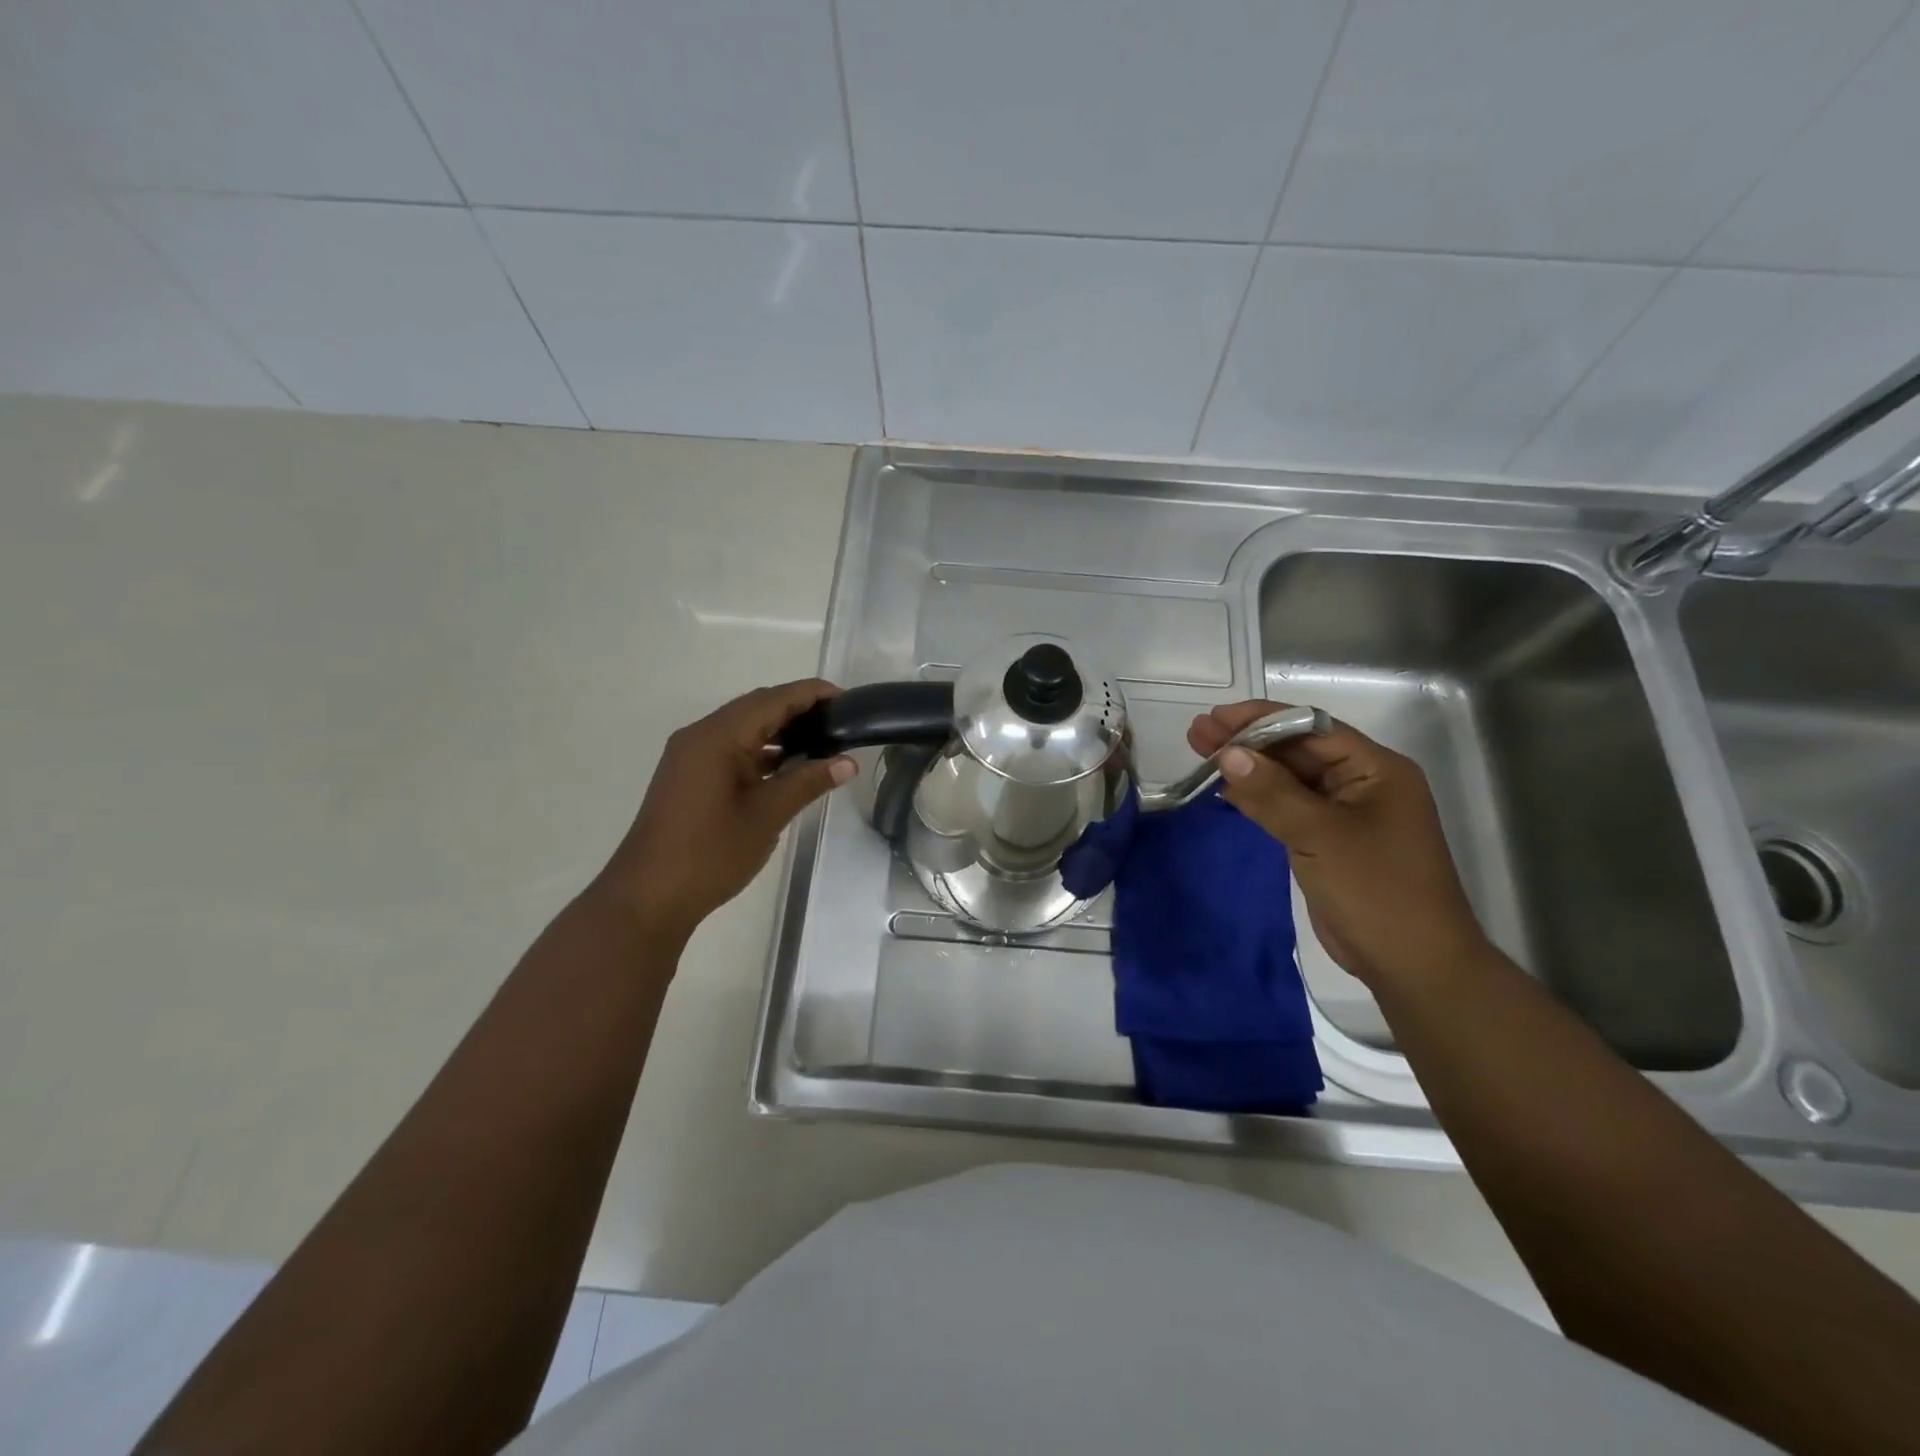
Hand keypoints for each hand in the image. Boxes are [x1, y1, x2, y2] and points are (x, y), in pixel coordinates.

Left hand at [595, 680, 856, 944]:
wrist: (649, 896)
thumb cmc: (710, 853)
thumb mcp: (767, 815)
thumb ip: (808, 782)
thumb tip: (848, 763)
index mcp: (718, 737)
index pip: (773, 700)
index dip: (812, 694)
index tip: (847, 700)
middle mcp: (700, 736)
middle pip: (757, 707)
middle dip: (798, 709)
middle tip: (840, 721)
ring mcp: (691, 756)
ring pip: (743, 728)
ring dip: (780, 730)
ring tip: (822, 741)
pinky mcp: (690, 775)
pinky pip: (732, 748)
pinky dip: (762, 750)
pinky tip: (788, 766)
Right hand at [1188, 701, 1487, 988]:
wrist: (1412, 964)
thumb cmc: (1376, 890)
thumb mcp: (1321, 835)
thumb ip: (1272, 793)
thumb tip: (1226, 754)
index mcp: (1376, 769)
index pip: (1312, 728)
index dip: (1262, 719)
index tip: (1216, 719)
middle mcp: (1361, 783)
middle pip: (1297, 751)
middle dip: (1248, 742)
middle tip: (1197, 733)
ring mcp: (1343, 814)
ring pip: (1288, 779)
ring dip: (1248, 768)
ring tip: (1200, 754)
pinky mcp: (1327, 841)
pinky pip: (1287, 808)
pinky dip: (1256, 798)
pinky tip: (1224, 790)